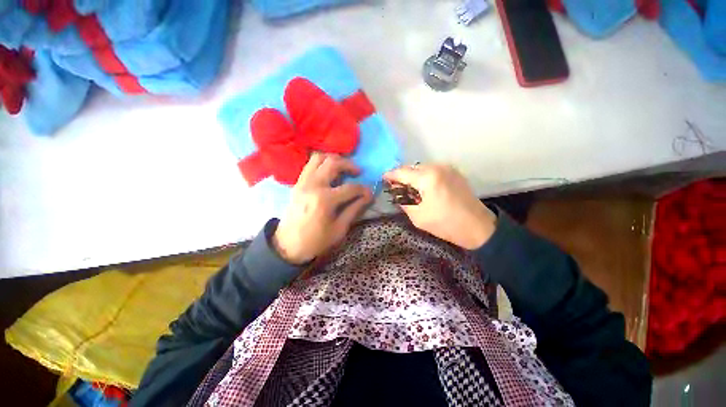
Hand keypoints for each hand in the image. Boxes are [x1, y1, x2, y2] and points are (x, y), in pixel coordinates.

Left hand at [273, 153, 372, 263]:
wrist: (287, 246)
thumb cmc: (315, 241)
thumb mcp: (339, 229)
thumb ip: (354, 210)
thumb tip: (367, 197)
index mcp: (325, 200)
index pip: (350, 188)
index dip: (363, 189)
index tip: (370, 193)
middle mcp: (313, 186)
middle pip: (333, 163)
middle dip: (349, 165)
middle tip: (357, 172)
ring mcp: (303, 182)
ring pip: (318, 158)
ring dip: (334, 159)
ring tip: (343, 167)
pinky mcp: (297, 183)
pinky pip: (310, 165)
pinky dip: (322, 163)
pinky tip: (329, 172)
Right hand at [384, 164, 495, 249]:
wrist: (477, 227)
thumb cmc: (445, 224)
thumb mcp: (418, 216)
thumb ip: (403, 201)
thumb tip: (396, 191)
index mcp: (428, 178)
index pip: (402, 172)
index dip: (390, 175)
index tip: (383, 179)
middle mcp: (437, 167)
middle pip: (412, 167)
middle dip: (402, 176)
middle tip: (396, 187)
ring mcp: (447, 168)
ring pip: (422, 168)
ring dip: (413, 176)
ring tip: (409, 189)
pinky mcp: (454, 172)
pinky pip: (432, 170)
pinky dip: (424, 176)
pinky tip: (423, 188)